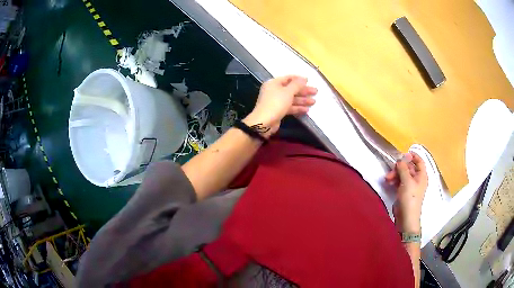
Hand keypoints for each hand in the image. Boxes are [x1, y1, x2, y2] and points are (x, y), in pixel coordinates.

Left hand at [243, 76, 316, 137]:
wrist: (264, 122)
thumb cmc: (276, 103)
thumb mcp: (288, 92)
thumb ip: (297, 85)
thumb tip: (304, 78)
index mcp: (274, 83)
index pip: (288, 78)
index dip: (299, 79)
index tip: (309, 81)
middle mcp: (274, 91)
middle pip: (291, 89)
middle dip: (303, 91)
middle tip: (315, 92)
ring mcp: (276, 101)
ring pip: (291, 98)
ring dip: (302, 100)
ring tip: (314, 102)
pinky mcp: (278, 111)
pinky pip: (289, 107)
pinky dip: (297, 108)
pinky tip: (306, 110)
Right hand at [385, 152, 427, 232]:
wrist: (406, 218)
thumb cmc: (409, 198)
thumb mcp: (407, 181)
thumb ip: (403, 168)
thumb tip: (400, 159)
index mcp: (422, 175)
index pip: (419, 161)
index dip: (412, 156)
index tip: (402, 155)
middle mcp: (417, 179)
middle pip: (409, 167)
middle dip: (399, 167)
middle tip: (391, 170)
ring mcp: (410, 186)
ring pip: (403, 174)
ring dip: (395, 174)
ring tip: (387, 179)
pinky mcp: (404, 192)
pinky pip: (399, 181)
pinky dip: (394, 180)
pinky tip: (389, 183)